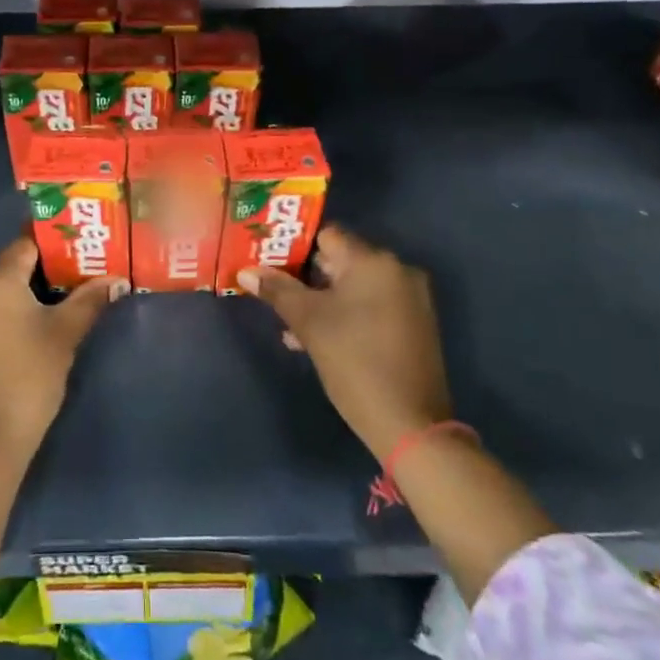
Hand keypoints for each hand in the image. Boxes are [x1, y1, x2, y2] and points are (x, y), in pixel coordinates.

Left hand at [0, 236, 121, 461]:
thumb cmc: (29, 377)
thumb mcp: (64, 335)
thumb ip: (89, 301)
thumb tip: (118, 279)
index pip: (24, 246)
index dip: (51, 248)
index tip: (74, 257)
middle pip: (4, 269)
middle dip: (32, 275)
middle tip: (64, 287)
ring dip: (11, 300)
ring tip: (41, 316)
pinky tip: (12, 343)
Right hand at [239, 225, 450, 459]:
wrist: (410, 424)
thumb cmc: (354, 361)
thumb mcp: (308, 323)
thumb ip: (277, 290)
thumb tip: (245, 271)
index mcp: (374, 261)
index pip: (326, 236)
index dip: (294, 248)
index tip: (269, 265)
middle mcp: (397, 271)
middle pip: (340, 261)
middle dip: (305, 279)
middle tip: (274, 296)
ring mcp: (410, 299)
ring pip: (353, 287)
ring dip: (322, 301)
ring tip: (291, 327)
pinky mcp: (414, 325)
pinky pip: (371, 306)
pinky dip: (346, 315)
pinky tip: (318, 340)